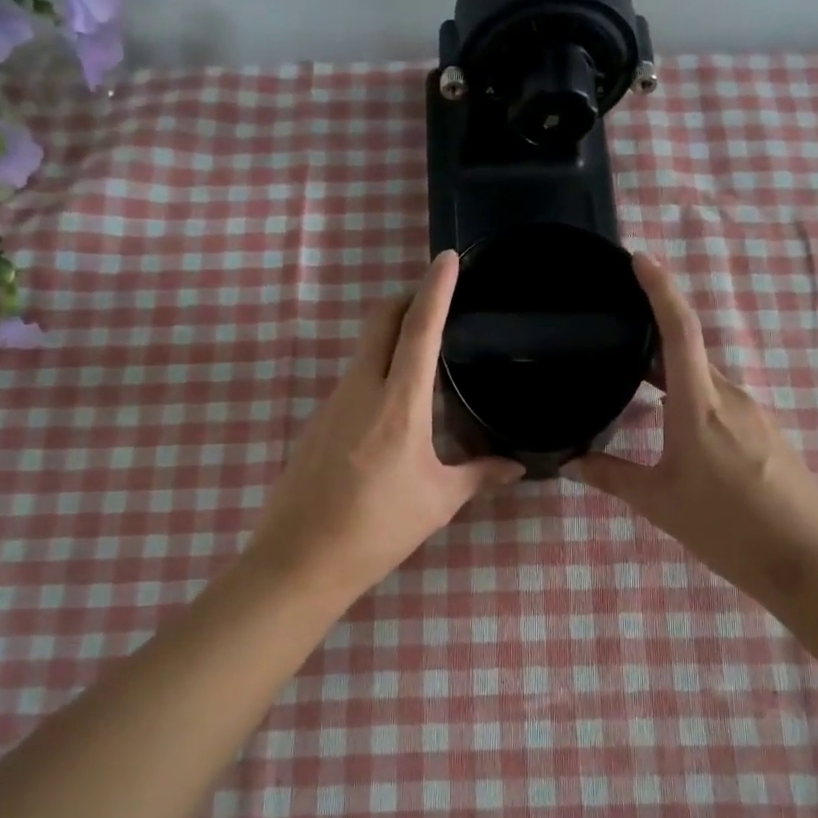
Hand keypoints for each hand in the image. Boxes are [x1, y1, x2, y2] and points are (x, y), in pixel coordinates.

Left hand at [249, 251, 524, 604]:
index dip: (435, 289)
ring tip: (423, 360)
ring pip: (363, 350)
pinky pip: (351, 381)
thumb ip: (479, 475)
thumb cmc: (378, 527)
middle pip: (379, 321)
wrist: (300, 559)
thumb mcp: (438, 501)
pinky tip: (392, 409)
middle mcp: (360, 389)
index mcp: (398, 402)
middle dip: (406, 300)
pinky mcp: (316, 423)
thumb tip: (517, 467)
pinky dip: (375, 373)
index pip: (418, 328)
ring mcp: (332, 404)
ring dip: (390, 339)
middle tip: (437, 304)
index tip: (446, 259)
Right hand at [563, 254, 817, 600]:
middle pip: (691, 354)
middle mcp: (732, 397)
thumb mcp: (658, 502)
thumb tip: (571, 462)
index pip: (680, 331)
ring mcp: (757, 414)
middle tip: (617, 351)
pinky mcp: (771, 433)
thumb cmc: (724, 527)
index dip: (660, 290)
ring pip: (708, 382)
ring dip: (676, 382)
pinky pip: (727, 404)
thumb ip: (612, 476)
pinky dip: (698, 404)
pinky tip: (684, 437)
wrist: (805, 561)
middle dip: (654, 348)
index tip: (641, 260)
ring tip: (642, 398)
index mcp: (699, 405)